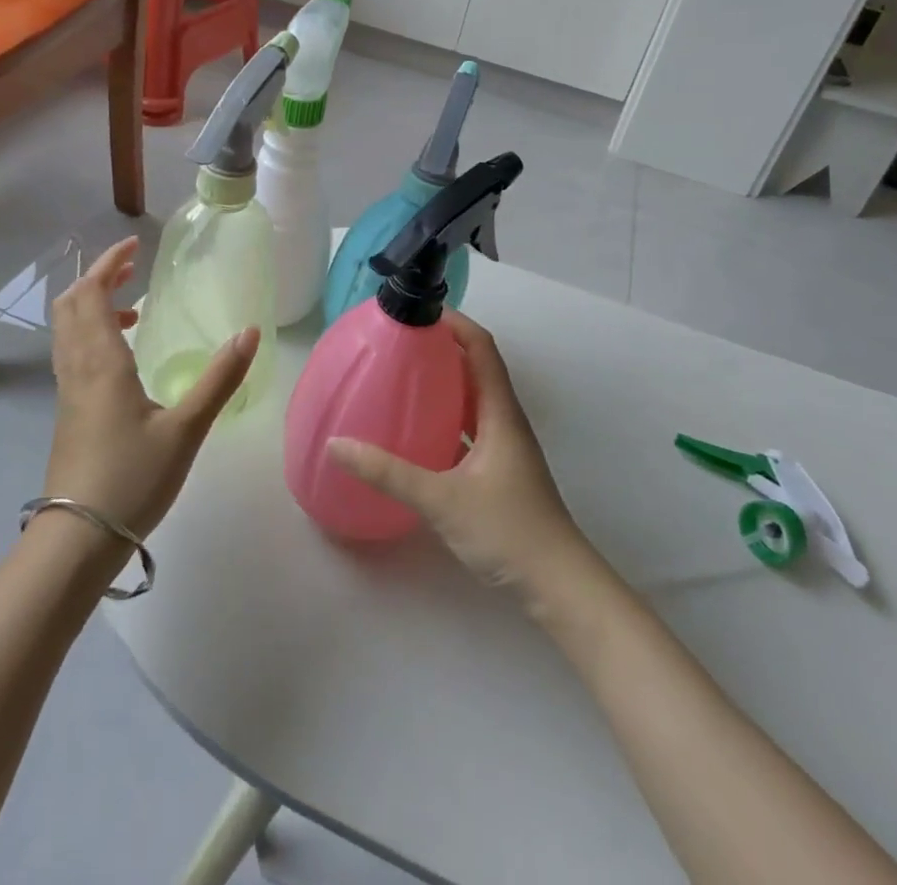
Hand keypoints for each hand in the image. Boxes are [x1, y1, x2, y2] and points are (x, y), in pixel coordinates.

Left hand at [47, 236, 258, 539]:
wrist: (78, 538)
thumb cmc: (132, 478)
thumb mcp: (186, 428)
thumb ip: (220, 378)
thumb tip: (249, 332)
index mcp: (101, 361)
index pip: (91, 293)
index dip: (108, 263)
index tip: (134, 247)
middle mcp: (77, 367)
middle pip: (70, 305)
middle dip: (97, 279)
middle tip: (131, 270)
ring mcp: (67, 391)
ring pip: (67, 330)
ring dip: (92, 306)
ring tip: (134, 310)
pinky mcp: (67, 412)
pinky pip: (72, 353)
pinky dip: (91, 334)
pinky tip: (123, 358)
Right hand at [328, 311, 586, 591]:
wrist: (559, 588)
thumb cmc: (508, 531)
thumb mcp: (442, 499)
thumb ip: (388, 472)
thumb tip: (337, 444)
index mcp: (500, 412)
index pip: (481, 348)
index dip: (454, 322)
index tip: (417, 310)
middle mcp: (504, 420)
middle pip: (475, 366)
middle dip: (440, 346)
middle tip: (397, 340)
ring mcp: (503, 446)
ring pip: (471, 398)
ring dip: (442, 381)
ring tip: (400, 374)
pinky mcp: (497, 470)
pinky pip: (467, 426)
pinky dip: (444, 415)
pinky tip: (415, 427)